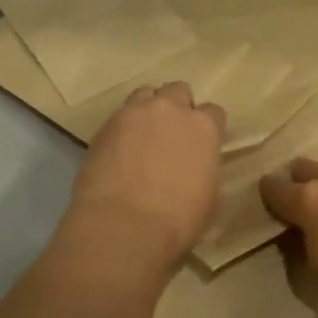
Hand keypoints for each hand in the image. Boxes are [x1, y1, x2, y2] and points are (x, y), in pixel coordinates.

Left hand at [67, 82, 225, 272]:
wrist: (122, 226)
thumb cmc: (178, 220)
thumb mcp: (210, 198)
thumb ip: (205, 170)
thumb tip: (197, 169)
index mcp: (203, 127)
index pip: (213, 112)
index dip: (209, 128)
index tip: (203, 145)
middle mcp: (169, 110)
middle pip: (177, 91)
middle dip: (177, 108)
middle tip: (172, 135)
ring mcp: (133, 114)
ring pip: (145, 95)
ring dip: (148, 110)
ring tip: (143, 137)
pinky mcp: (103, 127)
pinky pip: (119, 116)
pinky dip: (123, 128)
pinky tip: (120, 152)